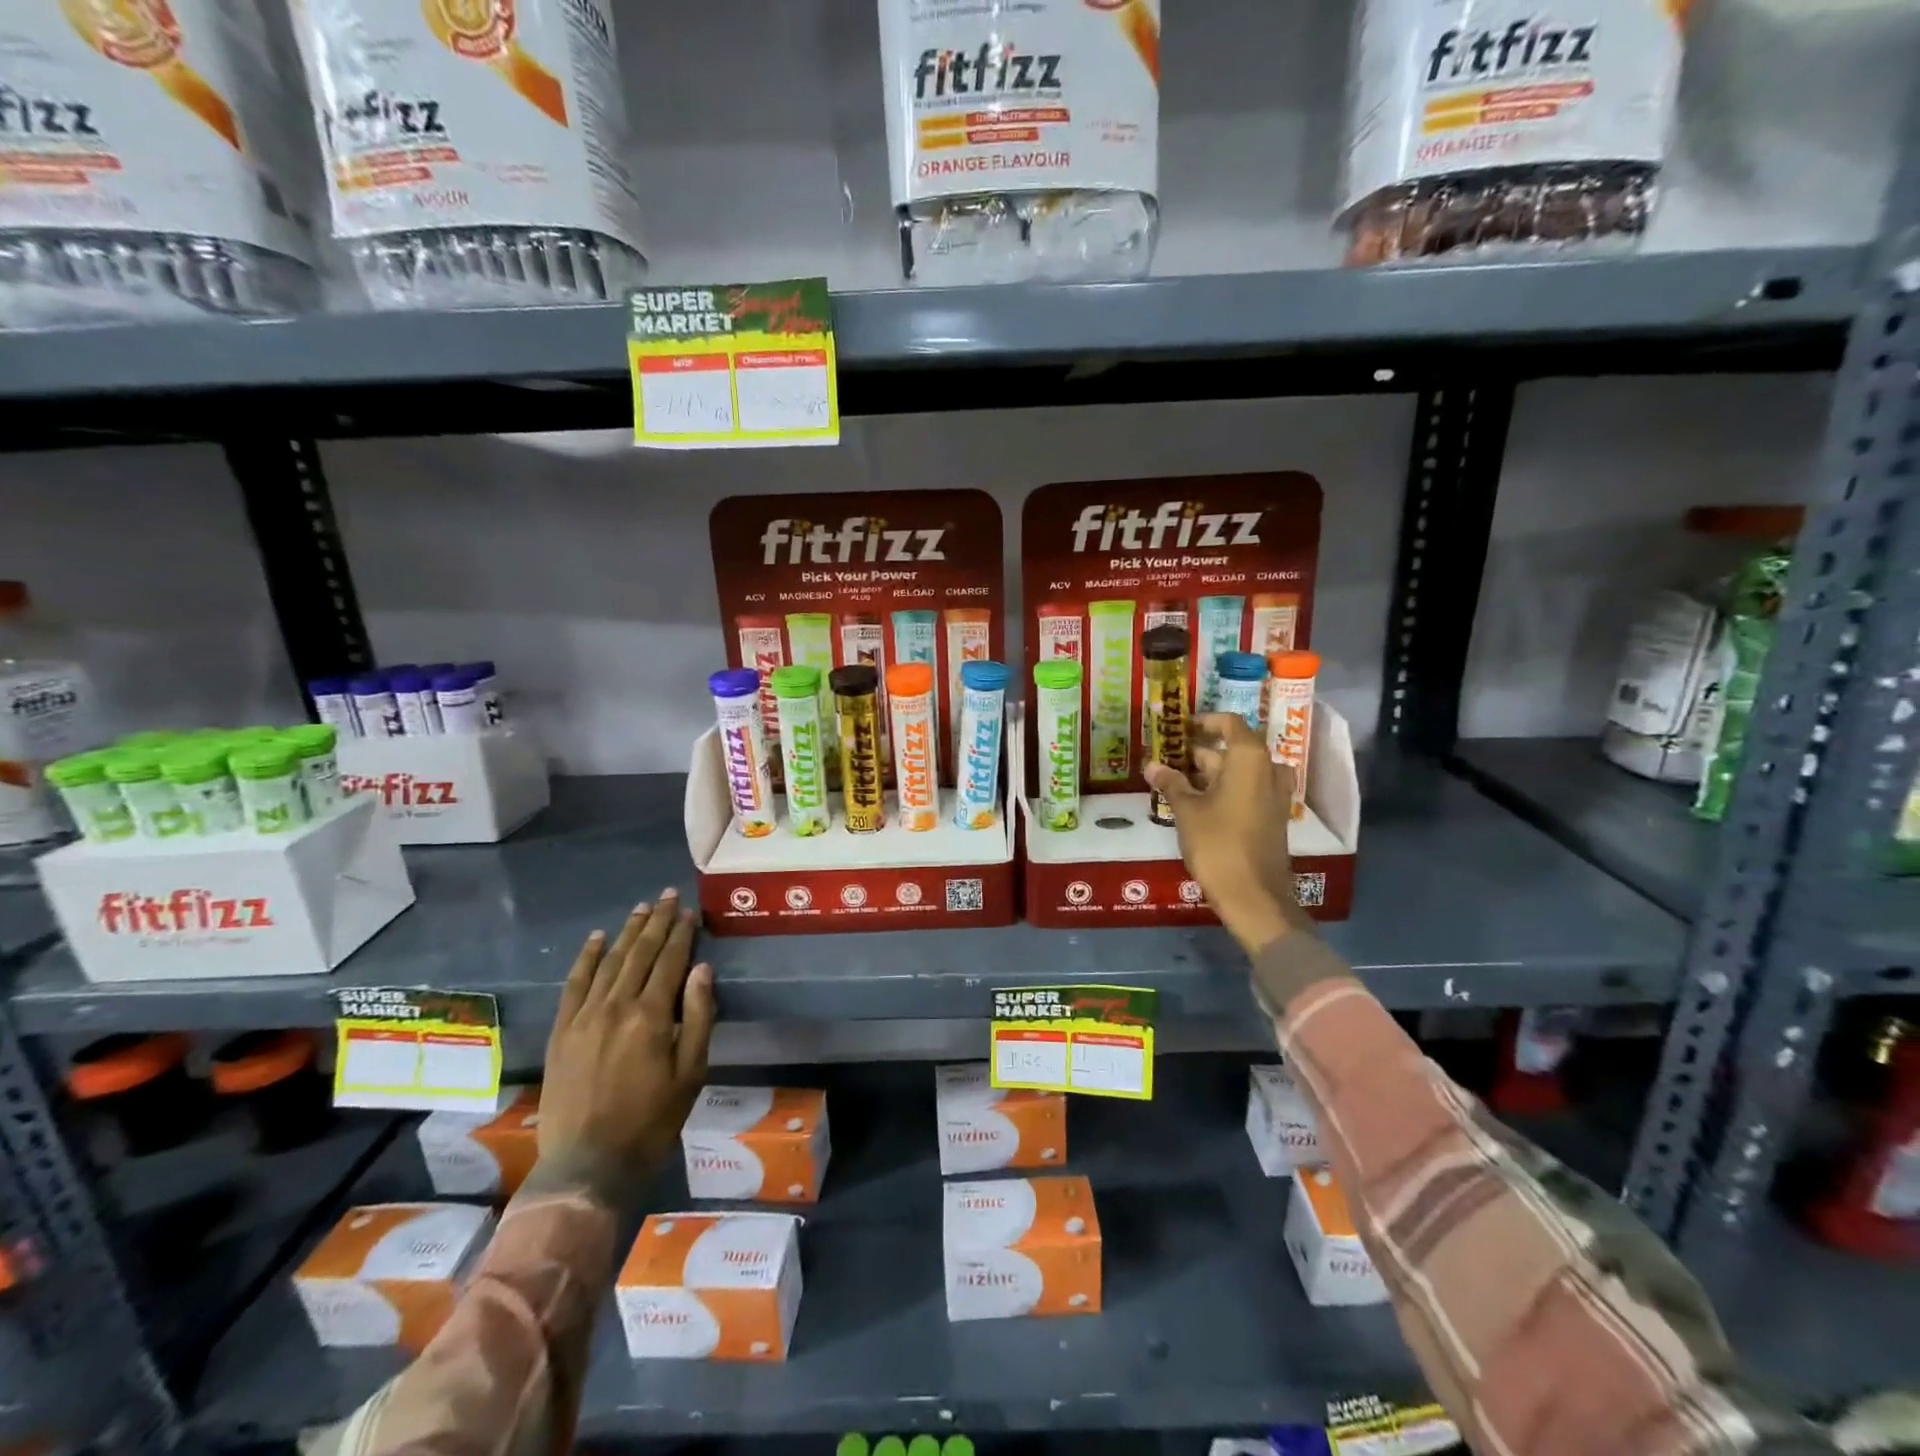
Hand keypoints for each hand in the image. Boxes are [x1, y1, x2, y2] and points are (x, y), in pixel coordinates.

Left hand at [534, 887, 716, 1209]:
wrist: (588, 1165)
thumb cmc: (651, 1121)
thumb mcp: (692, 1072)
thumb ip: (698, 1017)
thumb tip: (701, 969)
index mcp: (651, 1016)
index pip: (670, 961)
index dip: (682, 934)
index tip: (690, 912)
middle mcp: (615, 1006)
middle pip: (640, 953)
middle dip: (657, 922)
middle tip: (668, 897)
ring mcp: (583, 1017)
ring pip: (609, 961)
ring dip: (627, 932)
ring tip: (642, 908)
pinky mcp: (561, 1032)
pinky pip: (574, 984)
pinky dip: (587, 958)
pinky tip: (597, 939)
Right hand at [1143, 713, 1306, 954]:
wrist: (1254, 895)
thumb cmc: (1218, 844)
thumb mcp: (1187, 811)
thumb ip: (1171, 783)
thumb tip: (1152, 765)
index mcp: (1249, 759)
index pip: (1229, 723)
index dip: (1204, 721)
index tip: (1180, 727)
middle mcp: (1268, 770)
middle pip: (1233, 748)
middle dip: (1200, 751)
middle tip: (1167, 756)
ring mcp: (1273, 795)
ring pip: (1239, 771)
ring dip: (1210, 772)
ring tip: (1176, 780)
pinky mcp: (1272, 816)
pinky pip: (1247, 790)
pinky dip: (1224, 789)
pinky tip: (1195, 802)